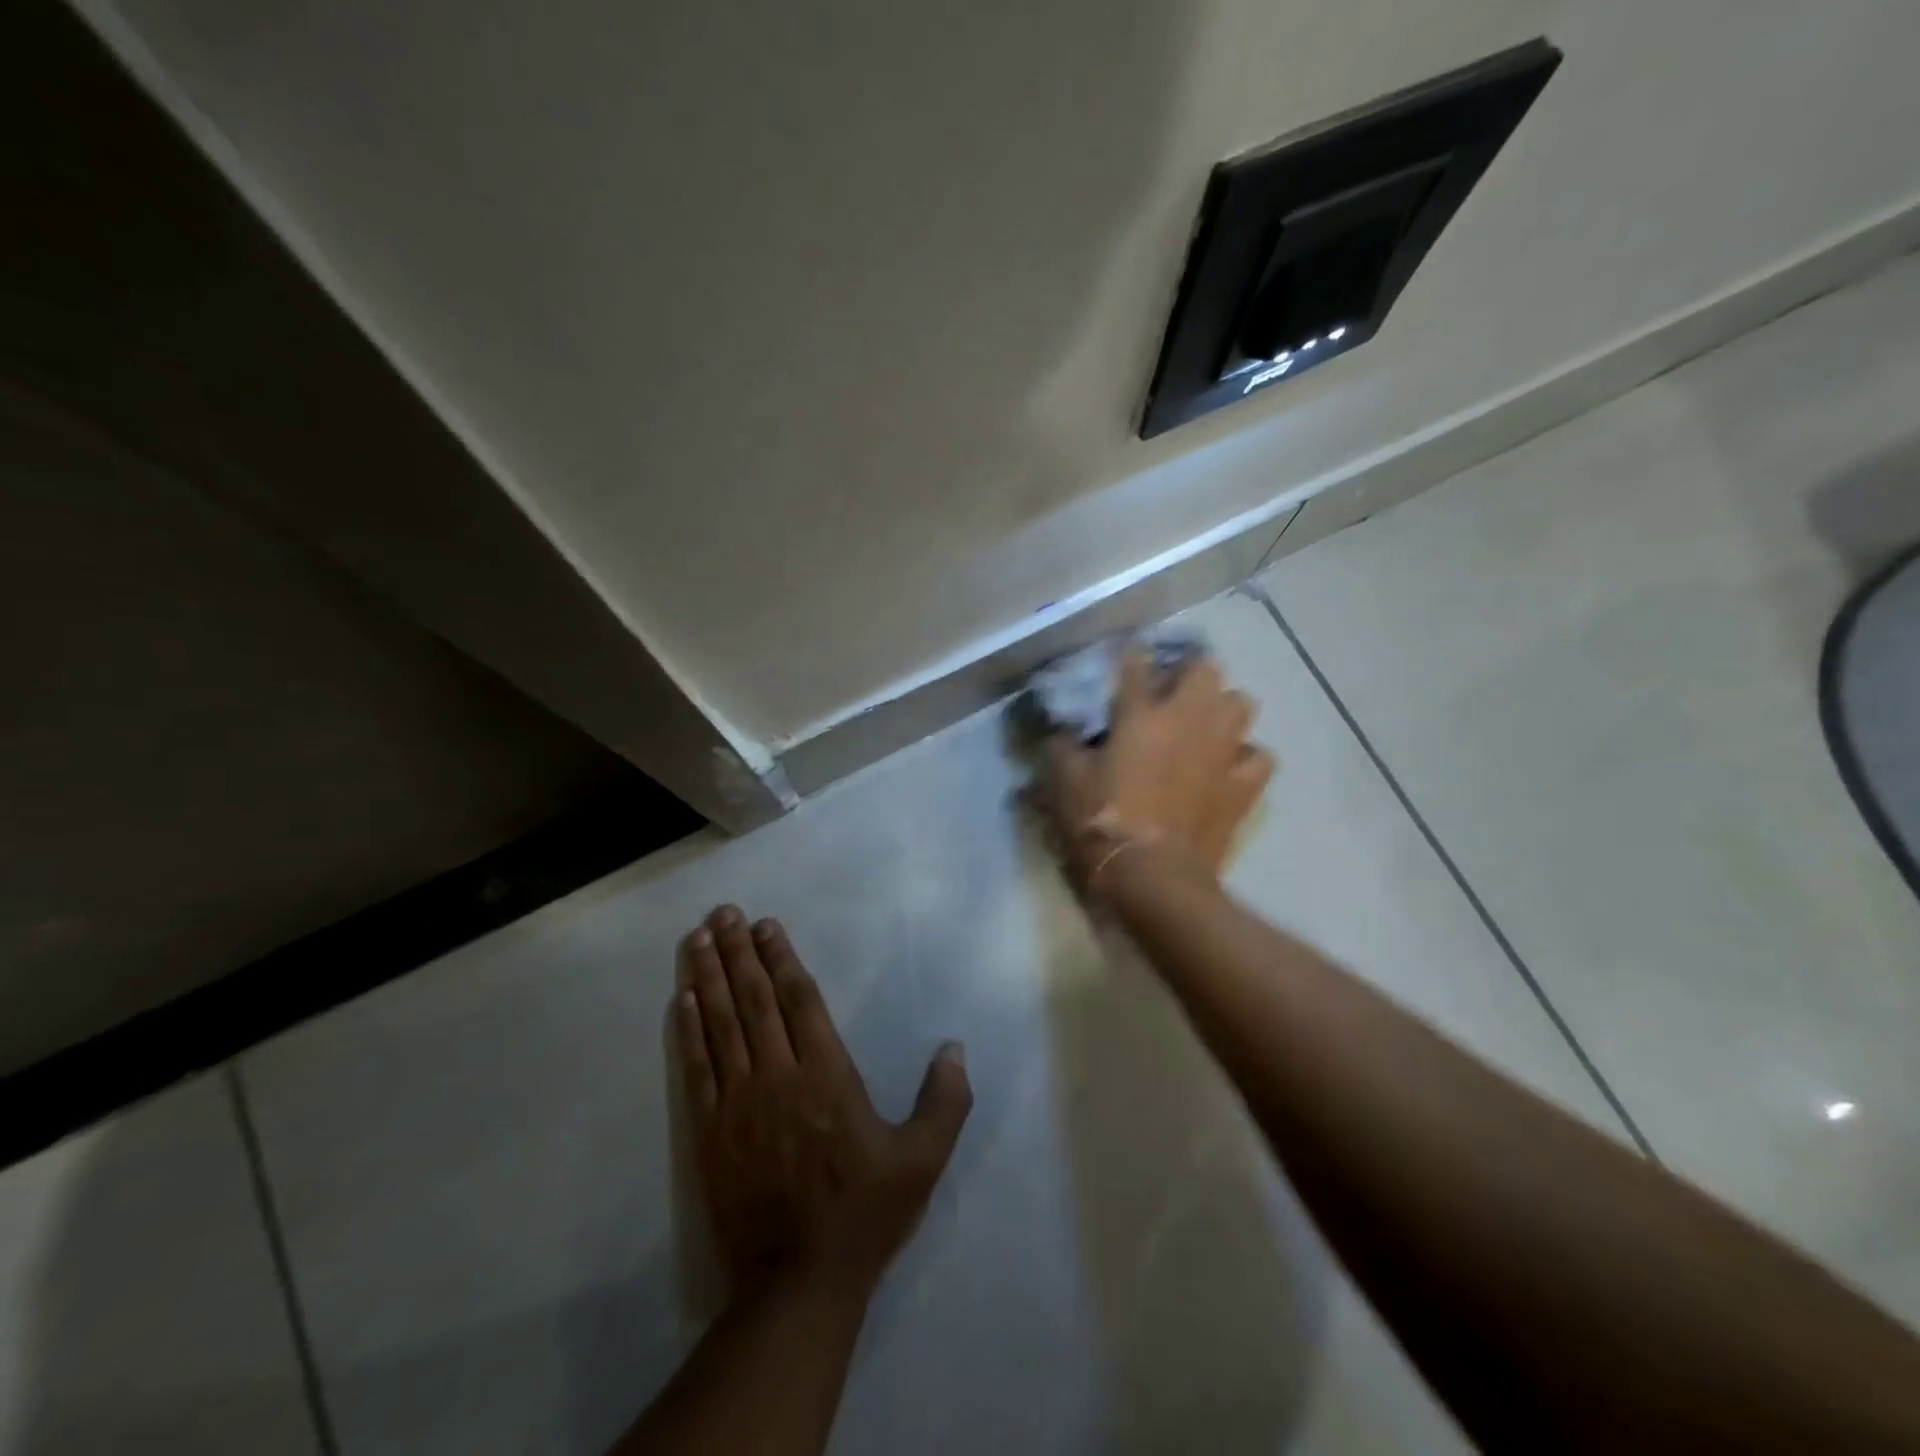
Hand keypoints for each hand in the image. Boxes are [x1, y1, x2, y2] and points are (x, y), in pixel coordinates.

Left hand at [676, 906, 972, 1302]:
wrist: (797, 1284)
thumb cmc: (864, 1214)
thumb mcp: (922, 1161)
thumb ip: (944, 1101)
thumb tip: (955, 1049)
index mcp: (827, 1076)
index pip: (800, 1000)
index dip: (782, 958)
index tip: (766, 926)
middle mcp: (779, 1077)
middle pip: (755, 1001)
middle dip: (740, 953)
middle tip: (724, 913)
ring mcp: (738, 1103)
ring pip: (721, 1025)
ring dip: (709, 978)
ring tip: (699, 939)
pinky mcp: (709, 1132)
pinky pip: (697, 1068)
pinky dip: (689, 1030)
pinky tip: (683, 1000)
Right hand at [1044, 650, 1273, 887]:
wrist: (1152, 874)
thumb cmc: (1103, 822)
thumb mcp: (1064, 782)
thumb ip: (1062, 747)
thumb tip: (1062, 733)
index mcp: (1141, 714)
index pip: (1136, 664)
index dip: (1131, 656)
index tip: (1127, 657)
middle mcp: (1188, 719)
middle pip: (1205, 668)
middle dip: (1190, 673)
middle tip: (1172, 692)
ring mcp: (1222, 750)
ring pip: (1242, 703)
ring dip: (1223, 708)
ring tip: (1205, 724)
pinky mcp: (1243, 785)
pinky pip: (1259, 755)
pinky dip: (1246, 756)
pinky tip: (1229, 766)